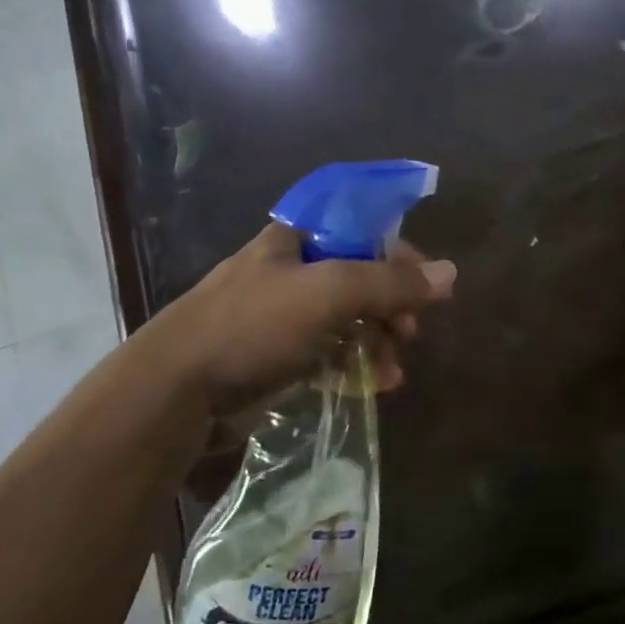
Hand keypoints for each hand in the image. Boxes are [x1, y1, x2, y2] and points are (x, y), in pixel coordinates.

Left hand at [153, 222, 456, 415]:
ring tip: (392, 374)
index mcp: (293, 240)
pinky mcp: (275, 359)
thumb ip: (390, 282)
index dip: (397, 252)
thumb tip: (450, 273)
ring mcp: (280, 318)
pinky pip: (329, 355)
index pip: (360, 229)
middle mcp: (288, 273)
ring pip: (347, 321)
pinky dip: (354, 367)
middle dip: (391, 307)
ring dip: (378, 343)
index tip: (424, 283)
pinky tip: (373, 387)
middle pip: (358, 278)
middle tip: (409, 333)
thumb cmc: (252, 327)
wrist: (175, 394)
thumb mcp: (329, 294)